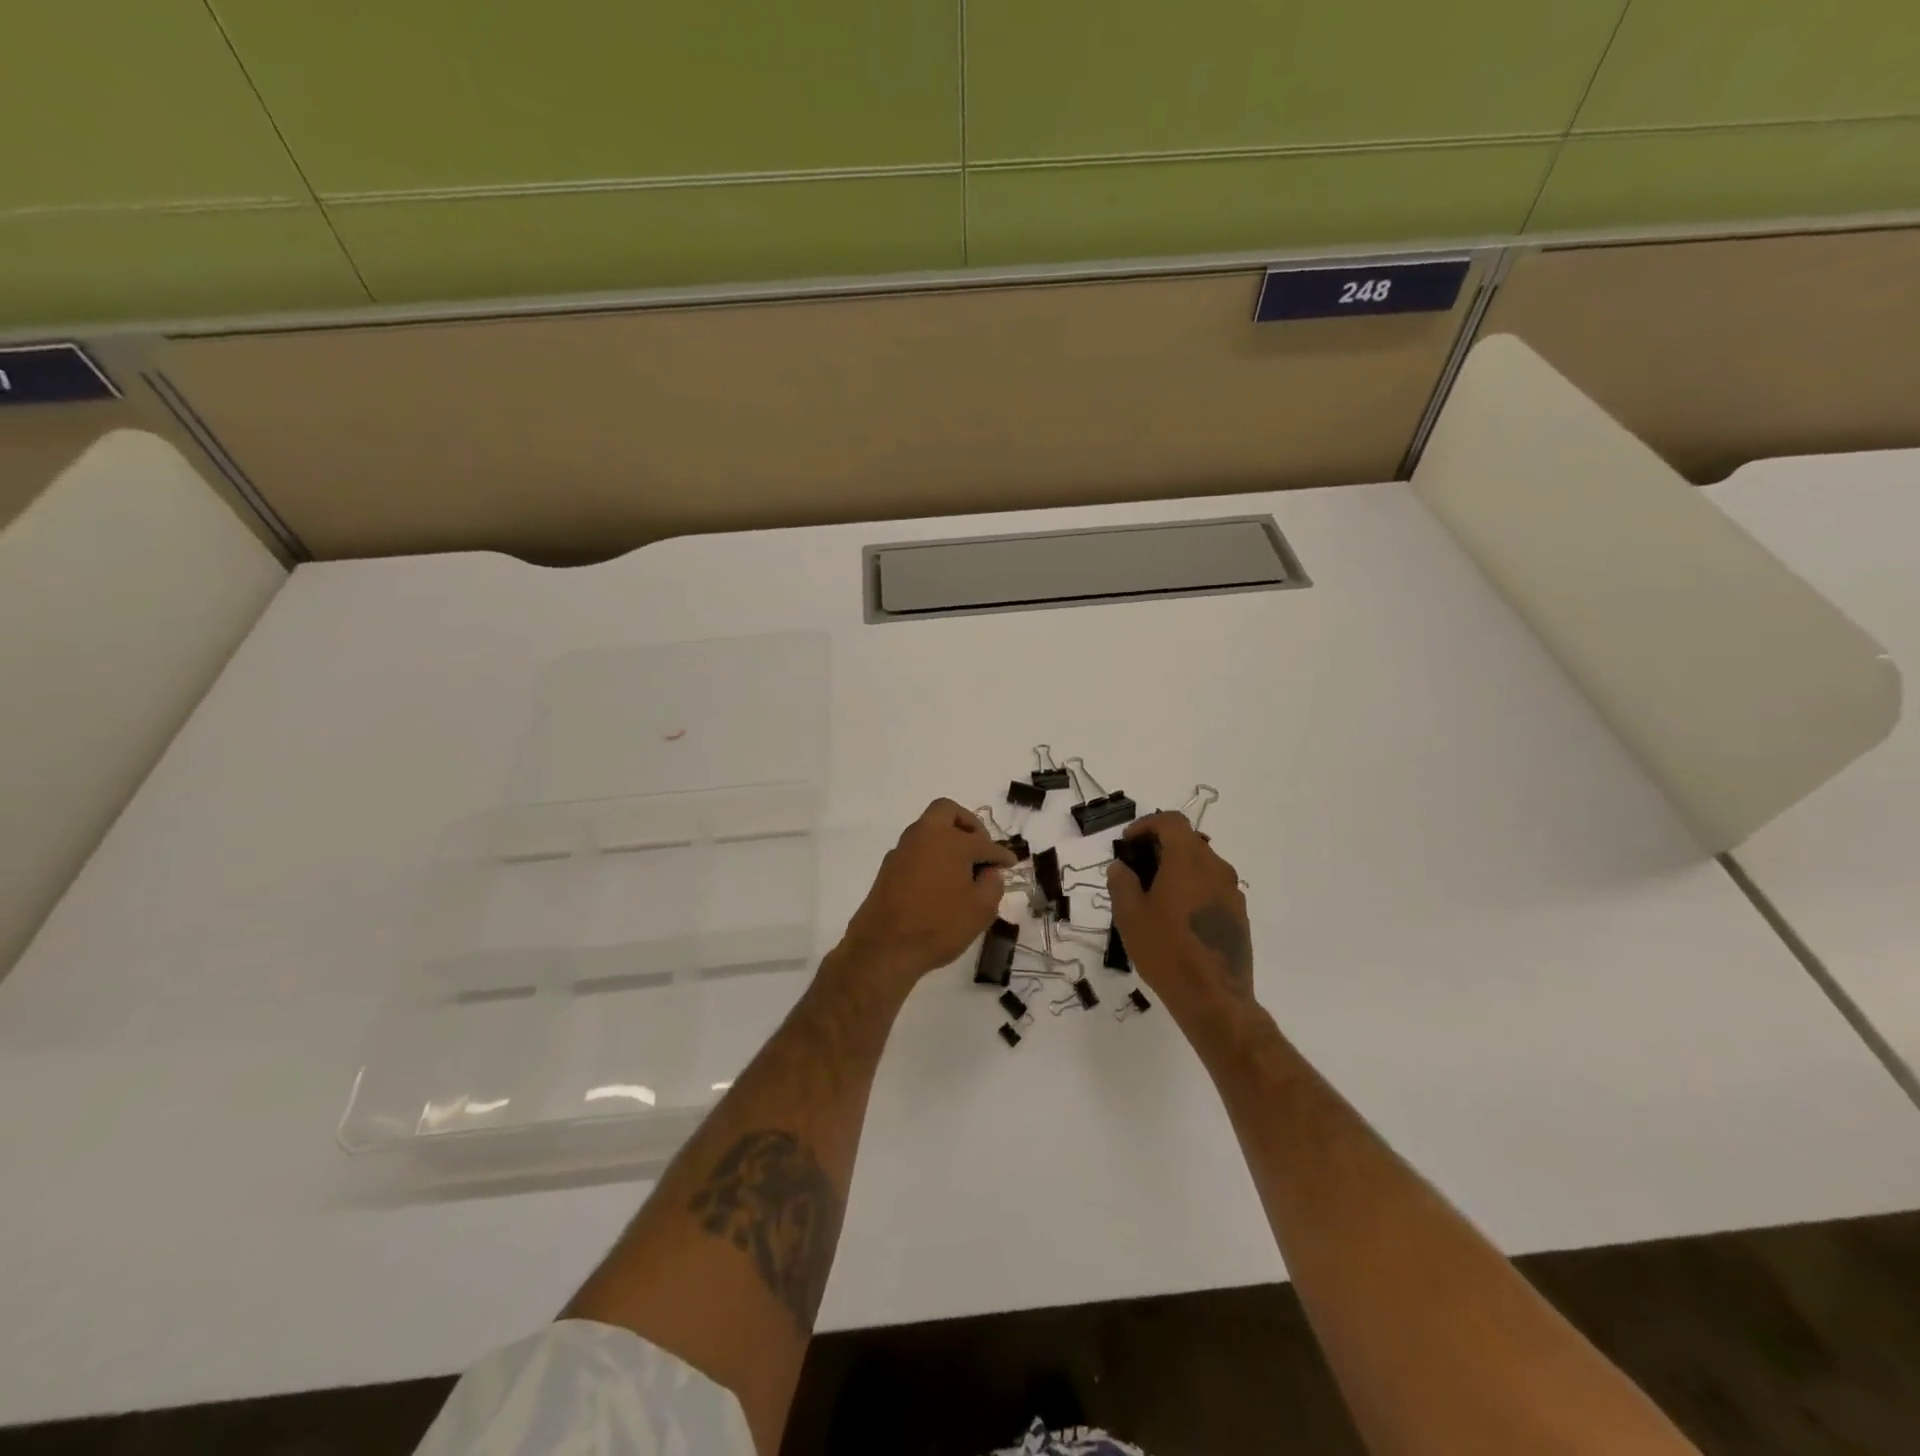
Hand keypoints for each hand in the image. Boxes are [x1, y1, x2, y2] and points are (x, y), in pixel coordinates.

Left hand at [837, 800, 1016, 988]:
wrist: (884, 946)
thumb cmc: (939, 926)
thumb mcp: (981, 910)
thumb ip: (993, 884)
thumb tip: (989, 872)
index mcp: (952, 841)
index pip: (984, 842)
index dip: (1001, 854)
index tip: (1010, 863)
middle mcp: (926, 835)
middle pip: (947, 811)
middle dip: (968, 824)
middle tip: (980, 847)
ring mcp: (903, 848)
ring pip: (928, 828)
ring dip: (946, 838)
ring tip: (961, 867)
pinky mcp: (889, 866)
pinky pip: (916, 848)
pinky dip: (931, 854)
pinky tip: (939, 880)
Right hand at [1106, 811, 1254, 1023]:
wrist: (1214, 998)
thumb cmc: (1166, 950)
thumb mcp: (1130, 916)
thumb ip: (1122, 883)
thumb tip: (1121, 866)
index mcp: (1188, 860)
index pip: (1171, 822)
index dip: (1147, 825)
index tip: (1128, 843)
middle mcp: (1216, 868)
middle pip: (1188, 841)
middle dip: (1160, 847)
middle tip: (1136, 869)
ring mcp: (1232, 892)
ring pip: (1202, 865)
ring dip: (1177, 869)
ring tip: (1154, 895)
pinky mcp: (1239, 915)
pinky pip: (1212, 888)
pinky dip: (1193, 889)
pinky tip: (1176, 917)